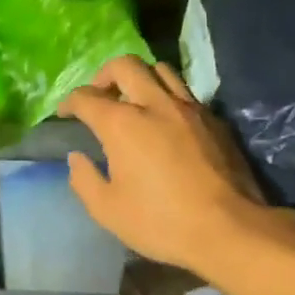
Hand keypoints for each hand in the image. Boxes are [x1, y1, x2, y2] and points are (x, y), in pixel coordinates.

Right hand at [58, 56, 290, 274]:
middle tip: (99, 96)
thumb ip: (84, 179)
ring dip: (140, 78)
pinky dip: (167, 96)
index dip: (69, 103)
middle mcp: (155, 104)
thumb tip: (77, 157)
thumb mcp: (108, 211)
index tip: (65, 114)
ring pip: (161, 70)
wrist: (229, 228)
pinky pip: (185, 92)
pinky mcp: (214, 119)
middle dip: (104, 75)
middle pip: (125, 65)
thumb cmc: (161, 222)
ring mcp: (189, 108)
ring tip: (134, 101)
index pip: (87, 97)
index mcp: (122, 124)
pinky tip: (166, 121)